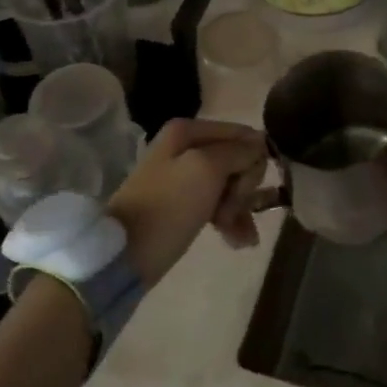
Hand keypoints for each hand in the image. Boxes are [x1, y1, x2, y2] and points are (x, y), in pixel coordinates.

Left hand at [107, 118, 268, 286]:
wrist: (126, 255)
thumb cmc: (168, 207)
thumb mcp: (206, 170)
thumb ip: (238, 151)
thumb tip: (261, 141)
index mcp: (188, 131)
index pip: (243, 135)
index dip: (252, 162)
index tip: (245, 189)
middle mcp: (187, 148)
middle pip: (238, 161)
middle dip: (242, 189)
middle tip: (231, 212)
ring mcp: (185, 178)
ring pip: (231, 185)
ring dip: (240, 209)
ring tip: (238, 237)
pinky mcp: (184, 205)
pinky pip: (219, 205)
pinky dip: (231, 222)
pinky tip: (238, 242)